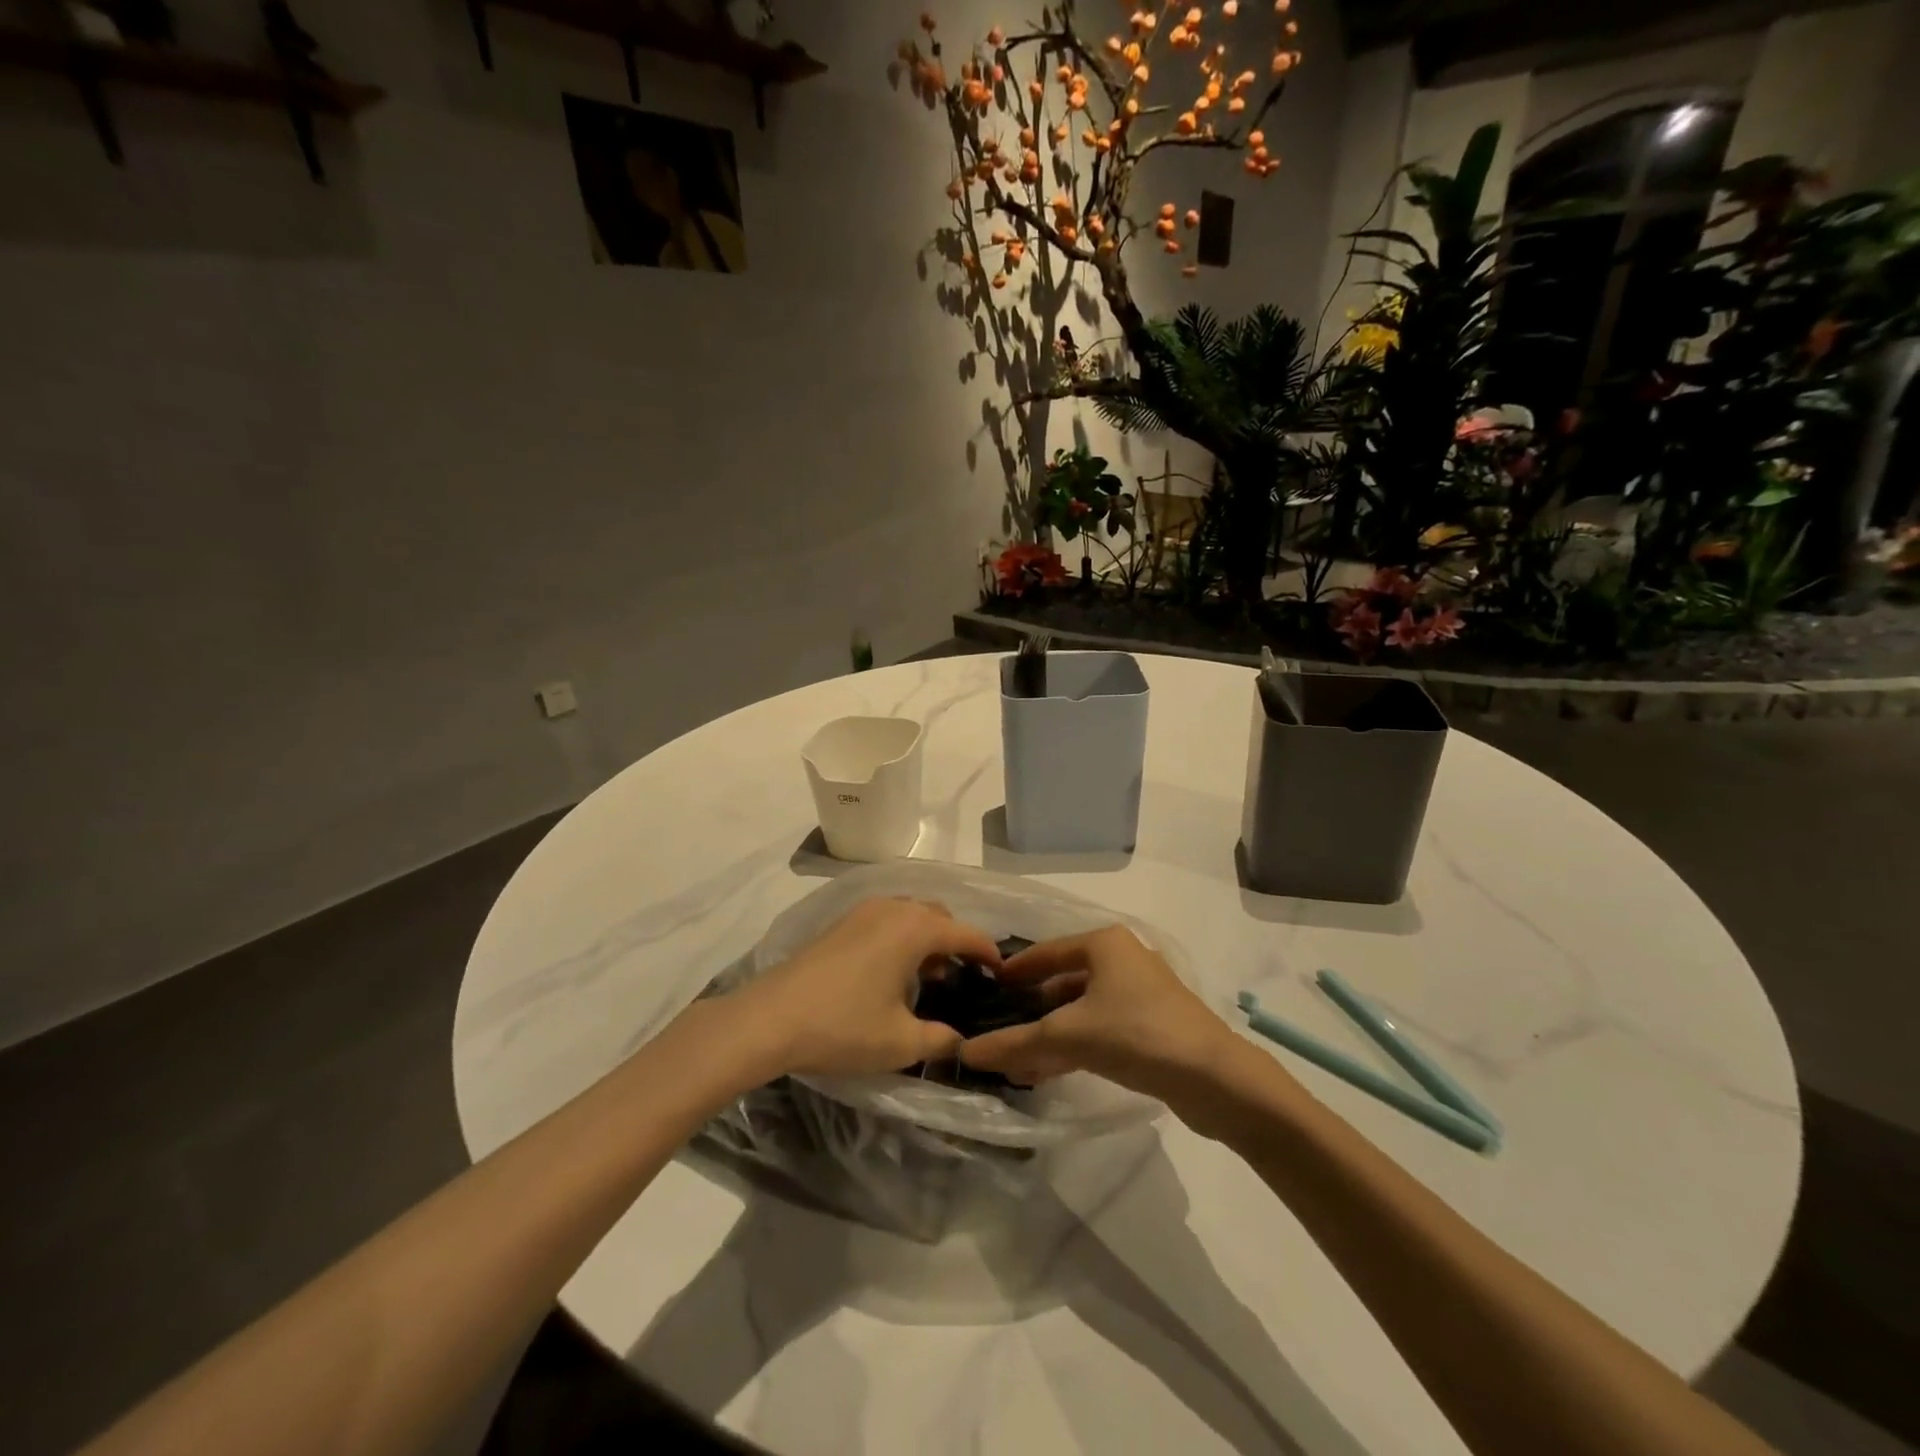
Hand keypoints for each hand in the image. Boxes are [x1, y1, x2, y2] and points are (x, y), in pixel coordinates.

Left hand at [735, 897, 1003, 1078]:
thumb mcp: (901, 1042)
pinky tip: (892, 973)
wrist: (769, 1019)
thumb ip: (942, 1040)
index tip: (1001, 974)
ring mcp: (863, 911)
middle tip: (963, 979)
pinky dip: (902, 937)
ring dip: (927, 938)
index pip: (966, 933)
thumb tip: (961, 1042)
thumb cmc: (843, 1026)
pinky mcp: (840, 923)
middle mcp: (893, 908)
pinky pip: (887, 920)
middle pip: (939, 915)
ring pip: (911, 914)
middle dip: (957, 942)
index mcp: (915, 928)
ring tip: (928, 978)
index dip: (988, 953)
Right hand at [957, 926, 1238, 1105]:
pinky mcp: (1151, 1025)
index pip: (1045, 952)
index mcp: (1103, 943)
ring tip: (1016, 1061)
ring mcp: (1139, 993)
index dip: (1014, 971)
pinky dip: (1073, 1045)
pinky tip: (1048, 1071)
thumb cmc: (1137, 1034)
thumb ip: (1015, 1043)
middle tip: (997, 1030)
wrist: (1215, 1078)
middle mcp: (1121, 959)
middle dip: (1030, 1010)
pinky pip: (1099, 1028)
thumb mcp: (1069, 1035)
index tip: (986, 990)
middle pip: (1062, 981)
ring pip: (1080, 1009)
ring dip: (1049, 1034)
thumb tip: (964, 1053)